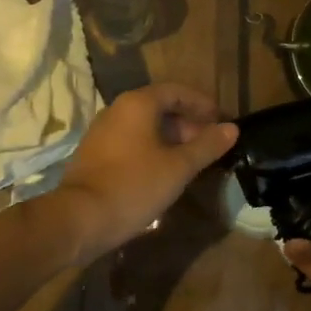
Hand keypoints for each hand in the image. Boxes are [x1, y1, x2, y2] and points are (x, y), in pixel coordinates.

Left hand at [53, 84, 237, 260]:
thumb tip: (231, 129)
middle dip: (188, 122)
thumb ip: (206, 146)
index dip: (201, 104)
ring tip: (191, 160)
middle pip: (160, 106)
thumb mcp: (178, 168)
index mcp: (138, 104)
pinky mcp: (95, 153)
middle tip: (209, 144)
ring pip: (145, 126)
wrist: (79, 219)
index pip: (176, 91)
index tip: (221, 120)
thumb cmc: (134, 186)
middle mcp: (117, 110)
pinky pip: (131, 141)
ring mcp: (102, 132)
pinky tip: (164, 171)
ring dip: (171, 137)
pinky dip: (152, 148)